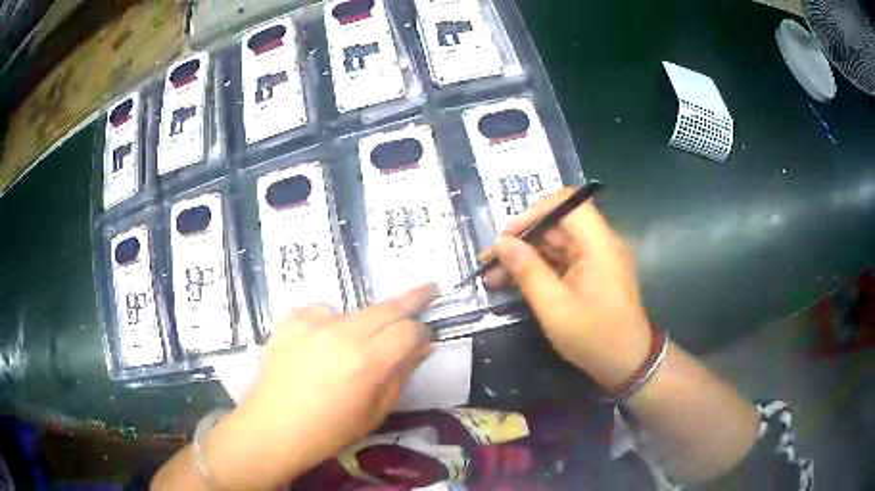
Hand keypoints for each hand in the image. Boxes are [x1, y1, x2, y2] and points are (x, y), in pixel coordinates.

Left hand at [204, 284, 437, 489]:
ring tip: (355, 346)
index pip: (409, 331)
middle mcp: (343, 334)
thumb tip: (417, 348)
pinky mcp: (290, 320)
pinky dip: (331, 323)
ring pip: (355, 310)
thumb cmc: (328, 432)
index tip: (426, 338)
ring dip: (367, 322)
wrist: (272, 428)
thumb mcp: (375, 412)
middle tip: (428, 289)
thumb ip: (400, 375)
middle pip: (387, 307)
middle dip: (412, 299)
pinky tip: (322, 342)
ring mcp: (313, 323)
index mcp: (368, 363)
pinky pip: (322, 312)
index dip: (423, 332)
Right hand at [482, 187, 651, 390]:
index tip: (506, 238)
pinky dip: (539, 268)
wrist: (628, 364)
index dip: (533, 213)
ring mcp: (597, 258)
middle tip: (491, 263)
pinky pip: (563, 260)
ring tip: (495, 276)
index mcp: (599, 244)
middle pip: (557, 224)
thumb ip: (528, 272)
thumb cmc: (595, 338)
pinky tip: (516, 282)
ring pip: (556, 243)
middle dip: (522, 239)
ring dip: (527, 255)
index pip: (566, 203)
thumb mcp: (555, 309)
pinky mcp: (593, 272)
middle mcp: (600, 243)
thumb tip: (502, 243)